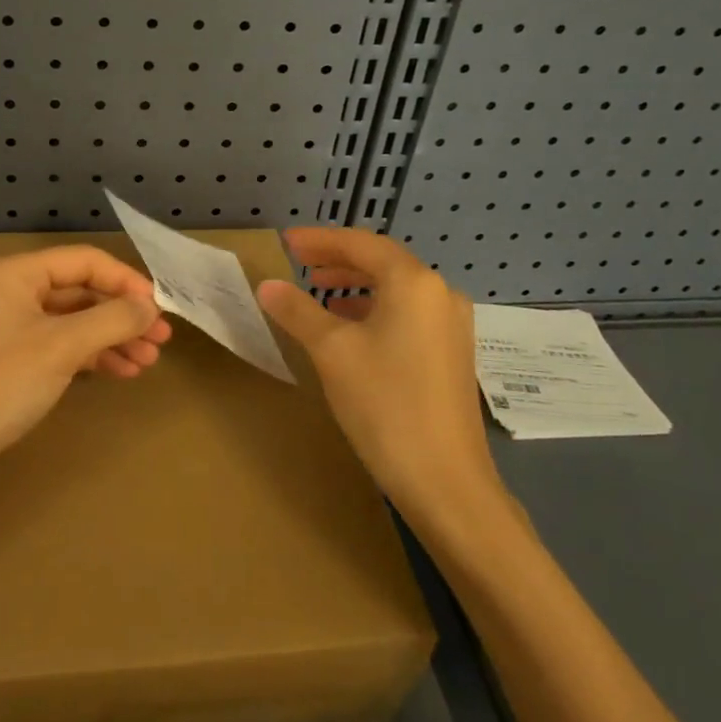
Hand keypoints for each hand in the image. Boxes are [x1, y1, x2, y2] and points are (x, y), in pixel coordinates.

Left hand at [0, 247, 171, 497]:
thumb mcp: (61, 347)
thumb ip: (112, 320)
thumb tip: (152, 307)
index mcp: (16, 273)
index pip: (85, 261)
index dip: (126, 281)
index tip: (160, 309)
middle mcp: (10, 292)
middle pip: (80, 291)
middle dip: (122, 315)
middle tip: (161, 340)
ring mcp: (8, 328)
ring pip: (72, 322)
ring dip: (111, 338)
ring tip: (148, 362)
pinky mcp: (8, 362)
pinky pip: (59, 347)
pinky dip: (90, 357)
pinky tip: (120, 372)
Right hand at [256, 228, 501, 523]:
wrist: (446, 481)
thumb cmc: (385, 404)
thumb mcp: (331, 352)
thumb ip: (298, 311)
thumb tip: (267, 285)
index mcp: (414, 283)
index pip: (361, 244)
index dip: (321, 240)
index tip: (287, 242)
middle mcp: (440, 294)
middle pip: (383, 262)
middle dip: (339, 259)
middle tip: (300, 262)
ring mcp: (452, 325)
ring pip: (397, 289)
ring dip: (357, 284)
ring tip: (320, 291)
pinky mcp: (453, 353)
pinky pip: (409, 313)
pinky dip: (376, 308)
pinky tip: (352, 328)